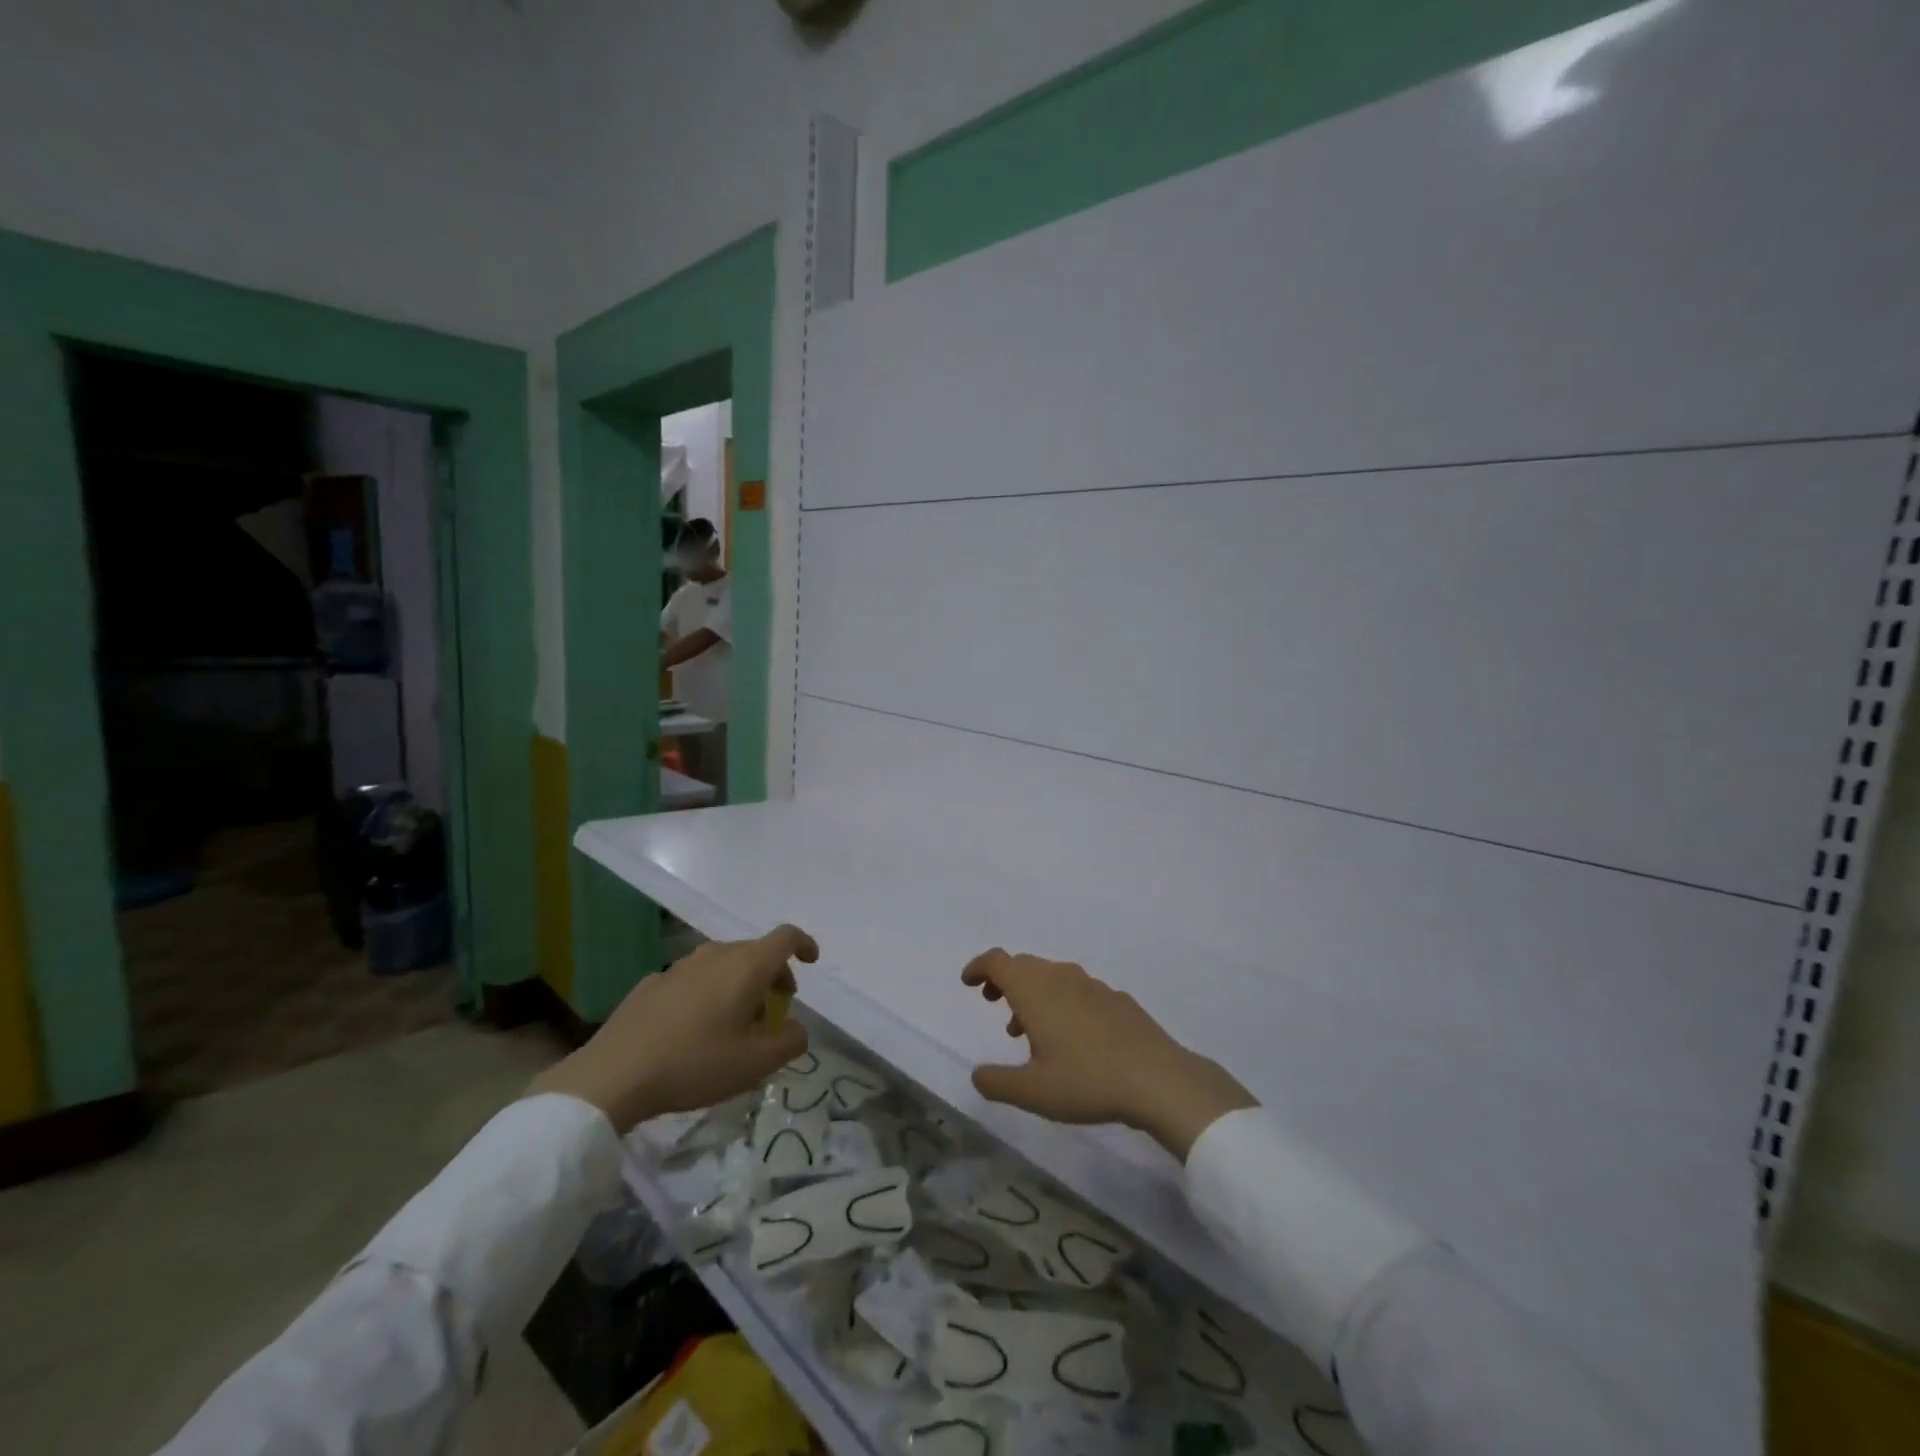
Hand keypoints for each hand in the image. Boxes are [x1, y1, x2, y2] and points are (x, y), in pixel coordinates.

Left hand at [529, 925, 815, 1132]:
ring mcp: (680, 965)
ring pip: (724, 965)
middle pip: (755, 952)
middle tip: (775, 1010)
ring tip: (735, 1024)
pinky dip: (707, 994)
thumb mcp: (756, 1063)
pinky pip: (694, 979)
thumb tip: (798, 1029)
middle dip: (773, 975)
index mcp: (747, 965)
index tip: (812, 961)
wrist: (614, 1075)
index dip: (804, 944)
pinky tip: (694, 1030)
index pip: (786, 937)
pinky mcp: (652, 982)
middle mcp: (716, 954)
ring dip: (740, 985)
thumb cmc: (695, 1063)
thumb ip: (791, 1042)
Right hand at [962, 949, 1256, 1159]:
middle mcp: (1061, 976)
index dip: (979, 967)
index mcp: (1034, 989)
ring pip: (1052, 977)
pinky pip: (1077, 990)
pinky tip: (1070, 1038)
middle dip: (1004, 980)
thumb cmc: (1086, 1081)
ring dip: (1032, 994)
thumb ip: (997, 1082)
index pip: (998, 961)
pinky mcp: (1117, 999)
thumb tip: (977, 1074)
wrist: (1158, 1078)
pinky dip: (1061, 1002)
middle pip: (1024, 965)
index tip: (968, 982)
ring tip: (1026, 1030)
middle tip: (993, 1002)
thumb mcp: (1032, 1092)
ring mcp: (1092, 985)